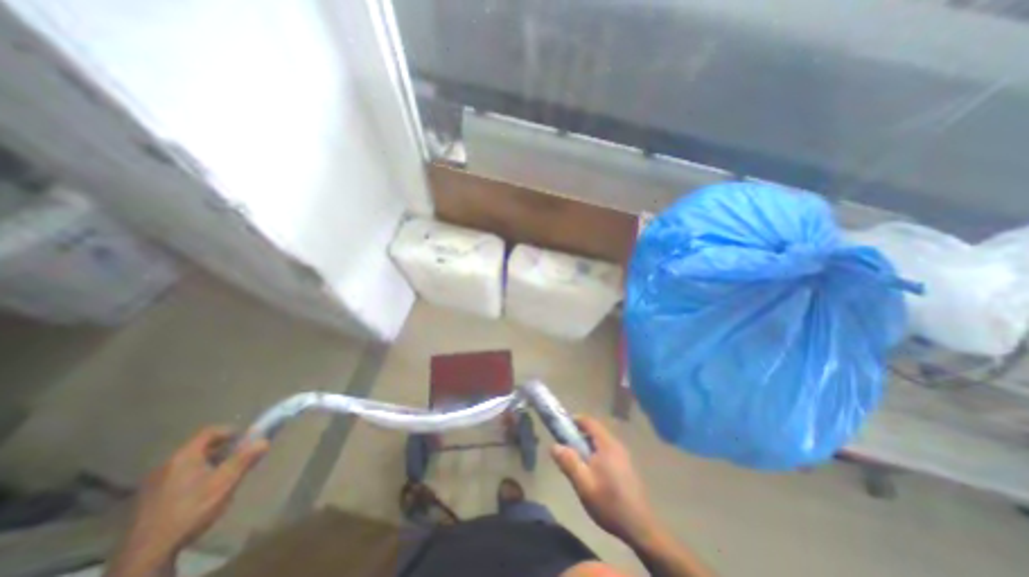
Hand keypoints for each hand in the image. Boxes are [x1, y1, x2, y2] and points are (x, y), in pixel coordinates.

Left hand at [127, 426, 268, 556]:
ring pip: (188, 463)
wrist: (147, 554)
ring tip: (222, 476)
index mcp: (184, 457)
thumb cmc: (192, 509)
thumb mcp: (225, 482)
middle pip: (199, 447)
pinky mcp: (148, 499)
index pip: (209, 431)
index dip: (230, 431)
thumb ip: (245, 458)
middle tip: (238, 458)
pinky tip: (201, 494)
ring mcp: (153, 483)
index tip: (246, 440)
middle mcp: (166, 465)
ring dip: (209, 463)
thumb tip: (264, 440)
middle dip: (222, 449)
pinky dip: (194, 477)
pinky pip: (177, 477)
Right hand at [550, 415, 654, 544]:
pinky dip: (595, 455)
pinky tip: (591, 473)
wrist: (639, 528)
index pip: (589, 422)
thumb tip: (554, 445)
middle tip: (566, 448)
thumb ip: (568, 462)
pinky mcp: (626, 467)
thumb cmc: (609, 502)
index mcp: (607, 444)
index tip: (561, 427)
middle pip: (595, 431)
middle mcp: (616, 445)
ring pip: (600, 443)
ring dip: (587, 447)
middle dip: (579, 436)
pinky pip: (607, 452)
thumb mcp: (583, 483)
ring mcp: (623, 456)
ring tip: (576, 462)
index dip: (574, 420)